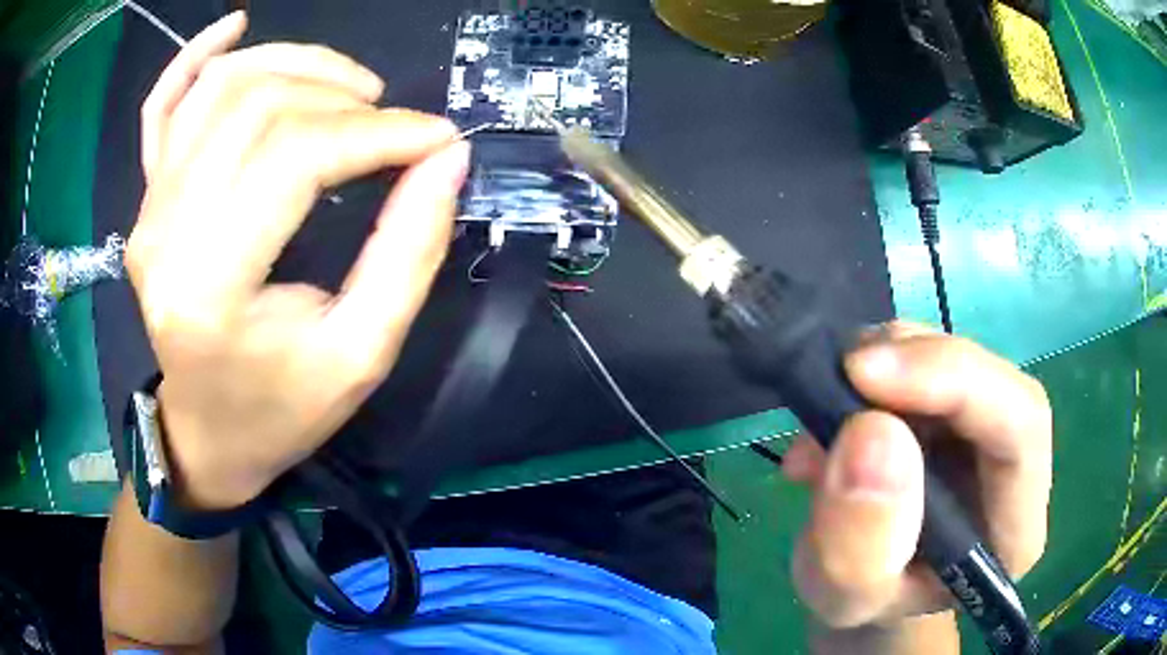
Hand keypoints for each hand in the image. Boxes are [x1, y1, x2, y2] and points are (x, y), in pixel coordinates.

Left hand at [127, 12, 469, 509]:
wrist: (207, 435)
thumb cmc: (280, 411)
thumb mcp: (361, 355)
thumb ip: (408, 253)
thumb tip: (445, 158)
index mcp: (210, 287)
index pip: (295, 157)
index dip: (378, 133)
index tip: (437, 140)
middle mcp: (164, 233)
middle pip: (258, 108)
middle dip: (344, 99)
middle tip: (393, 127)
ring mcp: (147, 209)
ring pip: (220, 88)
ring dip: (295, 66)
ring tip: (348, 89)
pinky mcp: (145, 199)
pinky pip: (161, 105)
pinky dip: (196, 56)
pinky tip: (236, 26)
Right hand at [782, 323, 1052, 632]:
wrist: (864, 583)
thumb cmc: (862, 602)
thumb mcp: (844, 599)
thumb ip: (857, 546)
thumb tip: (872, 431)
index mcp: (1014, 528)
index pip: (1021, 425)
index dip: (956, 381)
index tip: (866, 376)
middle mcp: (1015, 467)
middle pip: (990, 379)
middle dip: (915, 364)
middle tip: (840, 376)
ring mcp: (985, 428)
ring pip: (952, 359)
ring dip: (885, 365)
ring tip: (821, 420)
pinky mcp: (953, 406)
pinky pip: (921, 359)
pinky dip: (870, 371)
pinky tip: (830, 418)